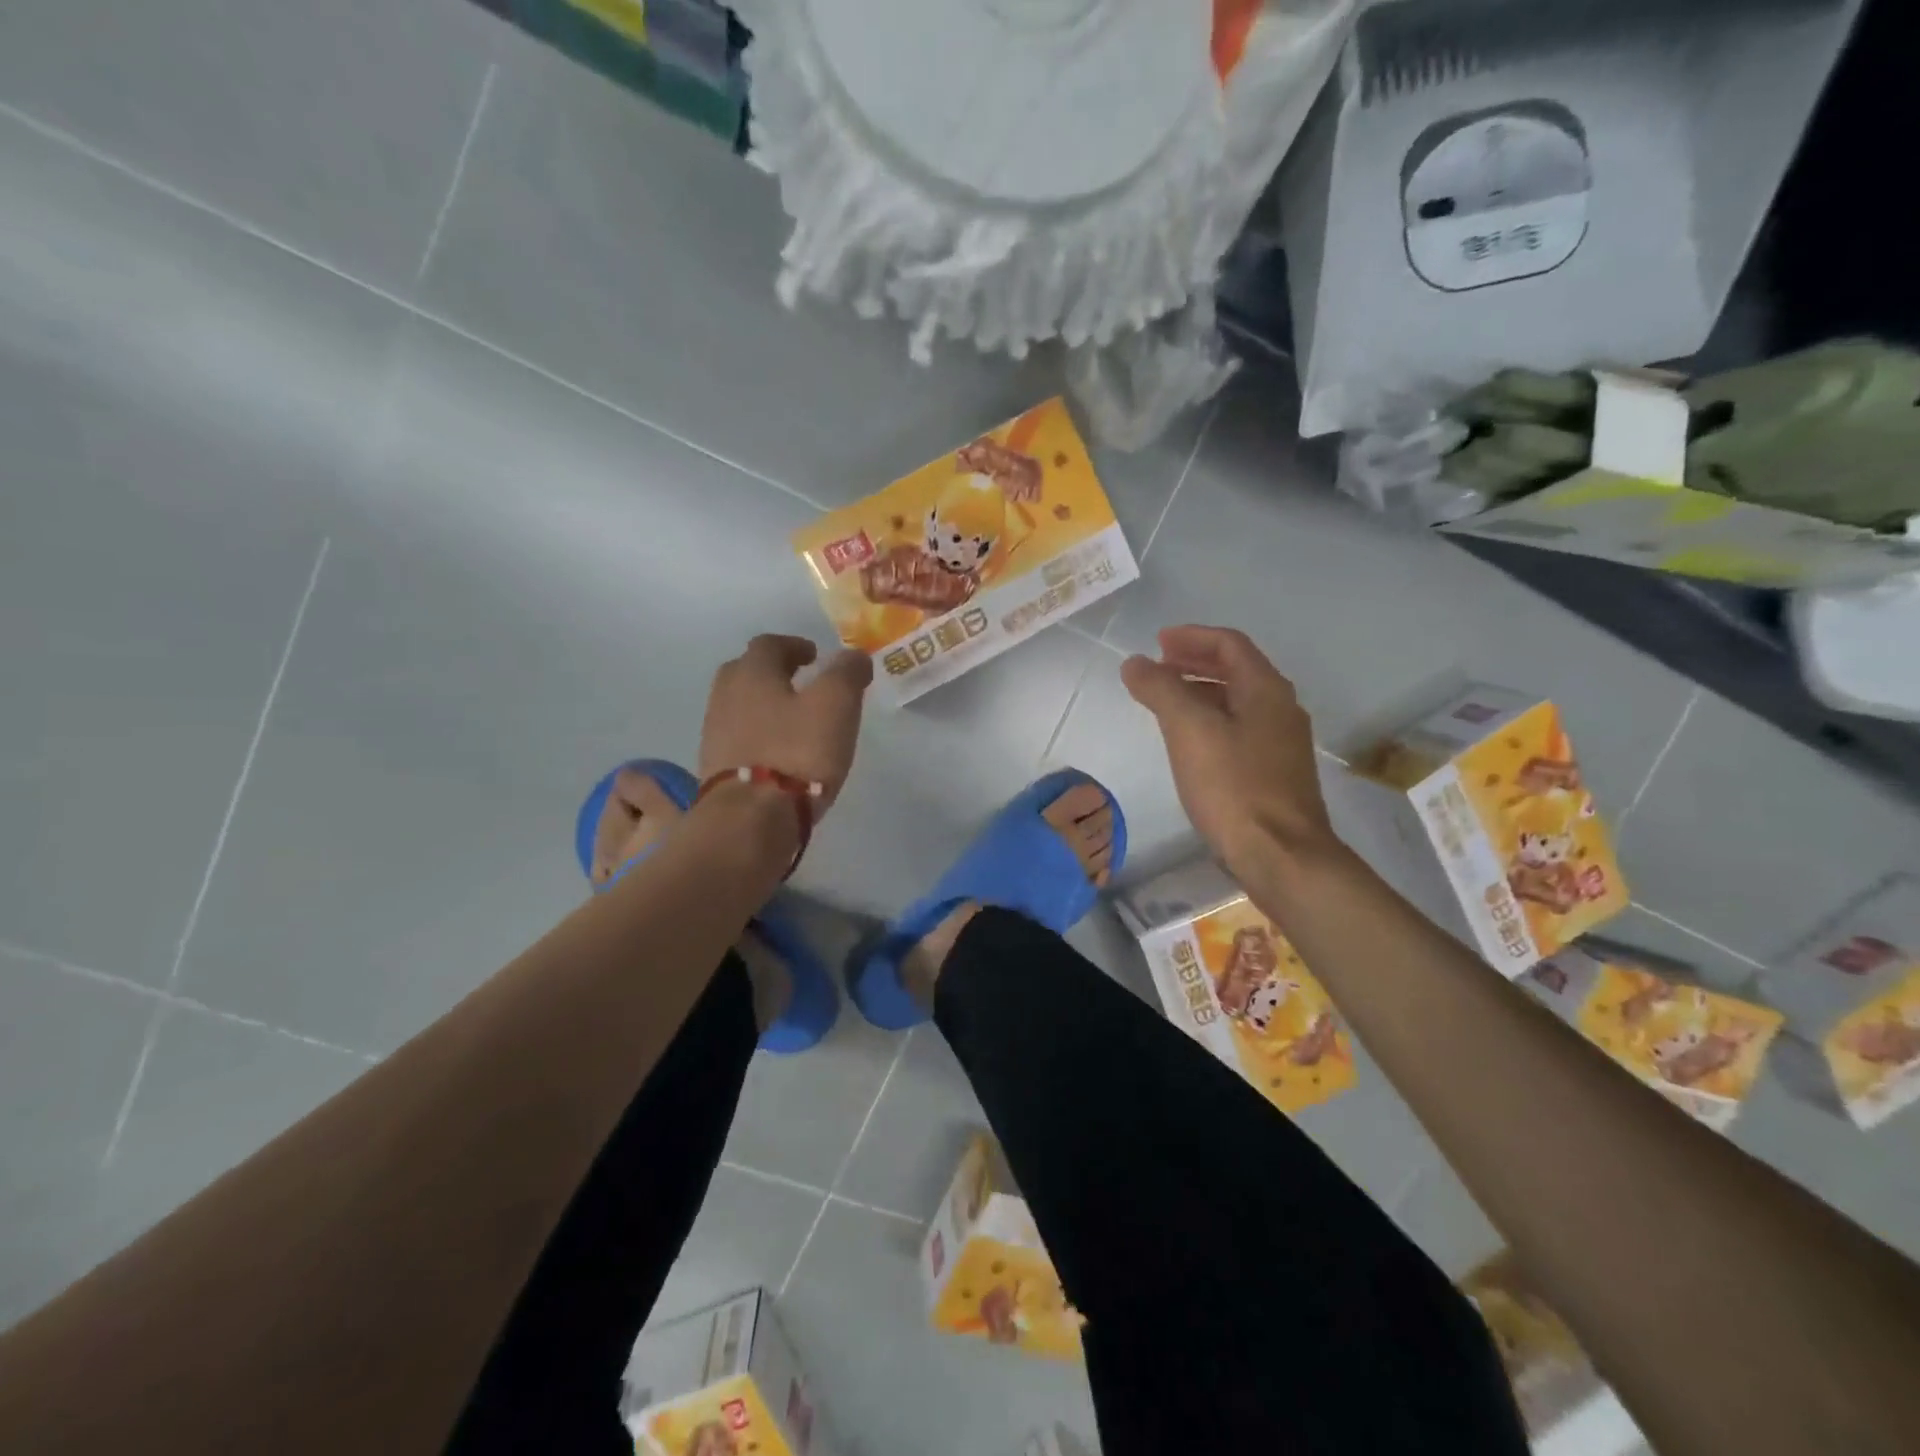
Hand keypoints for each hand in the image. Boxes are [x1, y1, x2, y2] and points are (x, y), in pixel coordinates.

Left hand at [699, 634, 872, 815]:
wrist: (750, 820)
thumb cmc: (798, 752)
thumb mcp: (836, 705)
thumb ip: (846, 673)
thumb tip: (853, 656)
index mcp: (753, 673)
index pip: (769, 644)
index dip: (793, 645)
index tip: (814, 655)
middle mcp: (726, 696)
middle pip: (745, 672)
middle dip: (771, 672)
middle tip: (798, 682)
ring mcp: (715, 735)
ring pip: (738, 706)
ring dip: (762, 706)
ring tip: (792, 720)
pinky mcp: (716, 769)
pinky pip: (737, 739)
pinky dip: (757, 736)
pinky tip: (777, 753)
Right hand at [1120, 625, 1336, 874]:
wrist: (1280, 855)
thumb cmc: (1233, 786)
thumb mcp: (1189, 729)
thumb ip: (1161, 689)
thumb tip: (1134, 663)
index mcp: (1266, 690)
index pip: (1229, 644)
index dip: (1192, 637)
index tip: (1158, 642)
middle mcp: (1280, 709)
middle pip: (1236, 670)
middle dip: (1194, 662)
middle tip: (1157, 667)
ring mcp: (1280, 744)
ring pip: (1236, 702)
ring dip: (1200, 692)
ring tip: (1164, 701)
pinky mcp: (1273, 774)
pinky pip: (1237, 730)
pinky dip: (1209, 721)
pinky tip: (1188, 743)